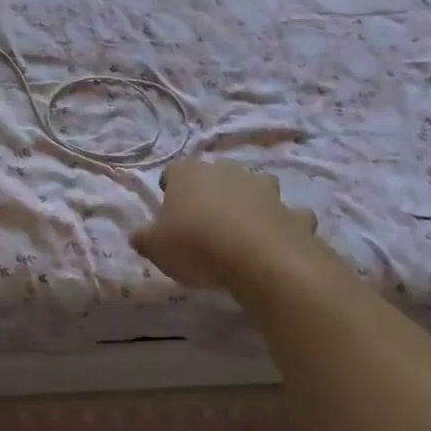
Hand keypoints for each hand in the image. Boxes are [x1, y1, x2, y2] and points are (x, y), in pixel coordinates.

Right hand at [131, 157, 328, 290]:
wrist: (259, 259)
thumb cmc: (196, 245)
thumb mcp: (156, 247)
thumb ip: (145, 238)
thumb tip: (138, 236)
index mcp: (189, 173)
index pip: (174, 172)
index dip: (171, 189)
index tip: (169, 211)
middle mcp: (226, 171)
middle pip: (216, 175)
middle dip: (213, 192)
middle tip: (206, 222)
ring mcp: (264, 189)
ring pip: (256, 188)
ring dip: (252, 203)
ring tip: (245, 230)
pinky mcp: (293, 212)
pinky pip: (290, 216)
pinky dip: (286, 225)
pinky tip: (280, 244)